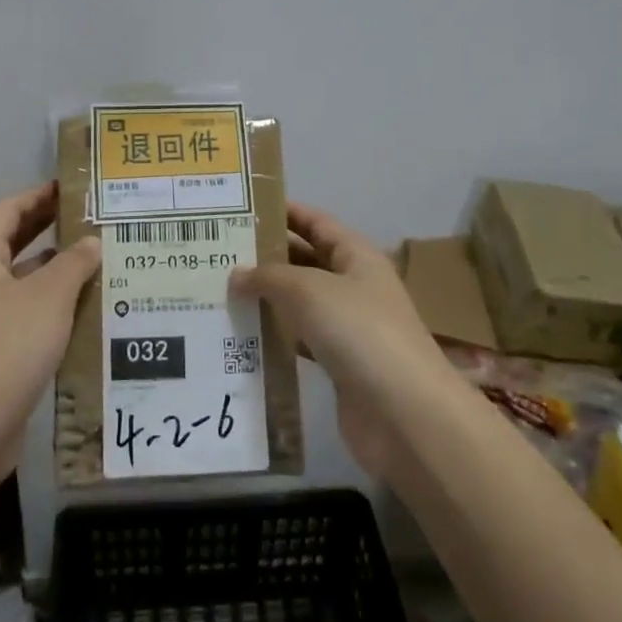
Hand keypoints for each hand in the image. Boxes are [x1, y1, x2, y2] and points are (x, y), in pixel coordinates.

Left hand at [0, 182, 99, 484]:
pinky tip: (92, 310)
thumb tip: (91, 242)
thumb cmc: (6, 348)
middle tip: (96, 218)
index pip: (10, 209)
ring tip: (105, 261)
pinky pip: (31, 314)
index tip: (75, 186)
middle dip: (53, 228)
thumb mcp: (48, 297)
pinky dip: (58, 306)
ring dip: (60, 270)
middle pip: (17, 242)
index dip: (40, 194)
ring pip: (27, 281)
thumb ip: (74, 263)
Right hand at [230, 202, 458, 472]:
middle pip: (305, 261)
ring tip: (220, 291)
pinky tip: (241, 335)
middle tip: (218, 253)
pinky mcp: (338, 364)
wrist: (403, 413)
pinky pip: (299, 339)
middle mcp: (354, 286)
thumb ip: (269, 276)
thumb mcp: (309, 290)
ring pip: (299, 302)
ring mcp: (348, 326)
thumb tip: (236, 275)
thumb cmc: (359, 331)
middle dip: (267, 256)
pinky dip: (274, 335)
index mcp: (357, 256)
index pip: (316, 222)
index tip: (242, 208)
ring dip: (266, 298)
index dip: (284, 212)